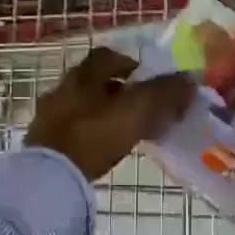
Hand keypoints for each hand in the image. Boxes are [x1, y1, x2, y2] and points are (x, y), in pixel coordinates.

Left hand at [25, 47, 195, 181]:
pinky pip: (73, 130)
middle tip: (142, 106)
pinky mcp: (44, 143)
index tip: (148, 79)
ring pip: (83, 106)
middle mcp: (63, 89)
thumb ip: (164, 94)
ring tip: (126, 130)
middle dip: (118, 90)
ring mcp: (49, 117)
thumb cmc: (94, 135)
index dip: (130, 64)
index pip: (108, 57)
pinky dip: (90, 134)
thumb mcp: (136, 111)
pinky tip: (103, 148)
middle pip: (94, 81)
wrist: (49, 177)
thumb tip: (190, 79)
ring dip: (104, 113)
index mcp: (83, 75)